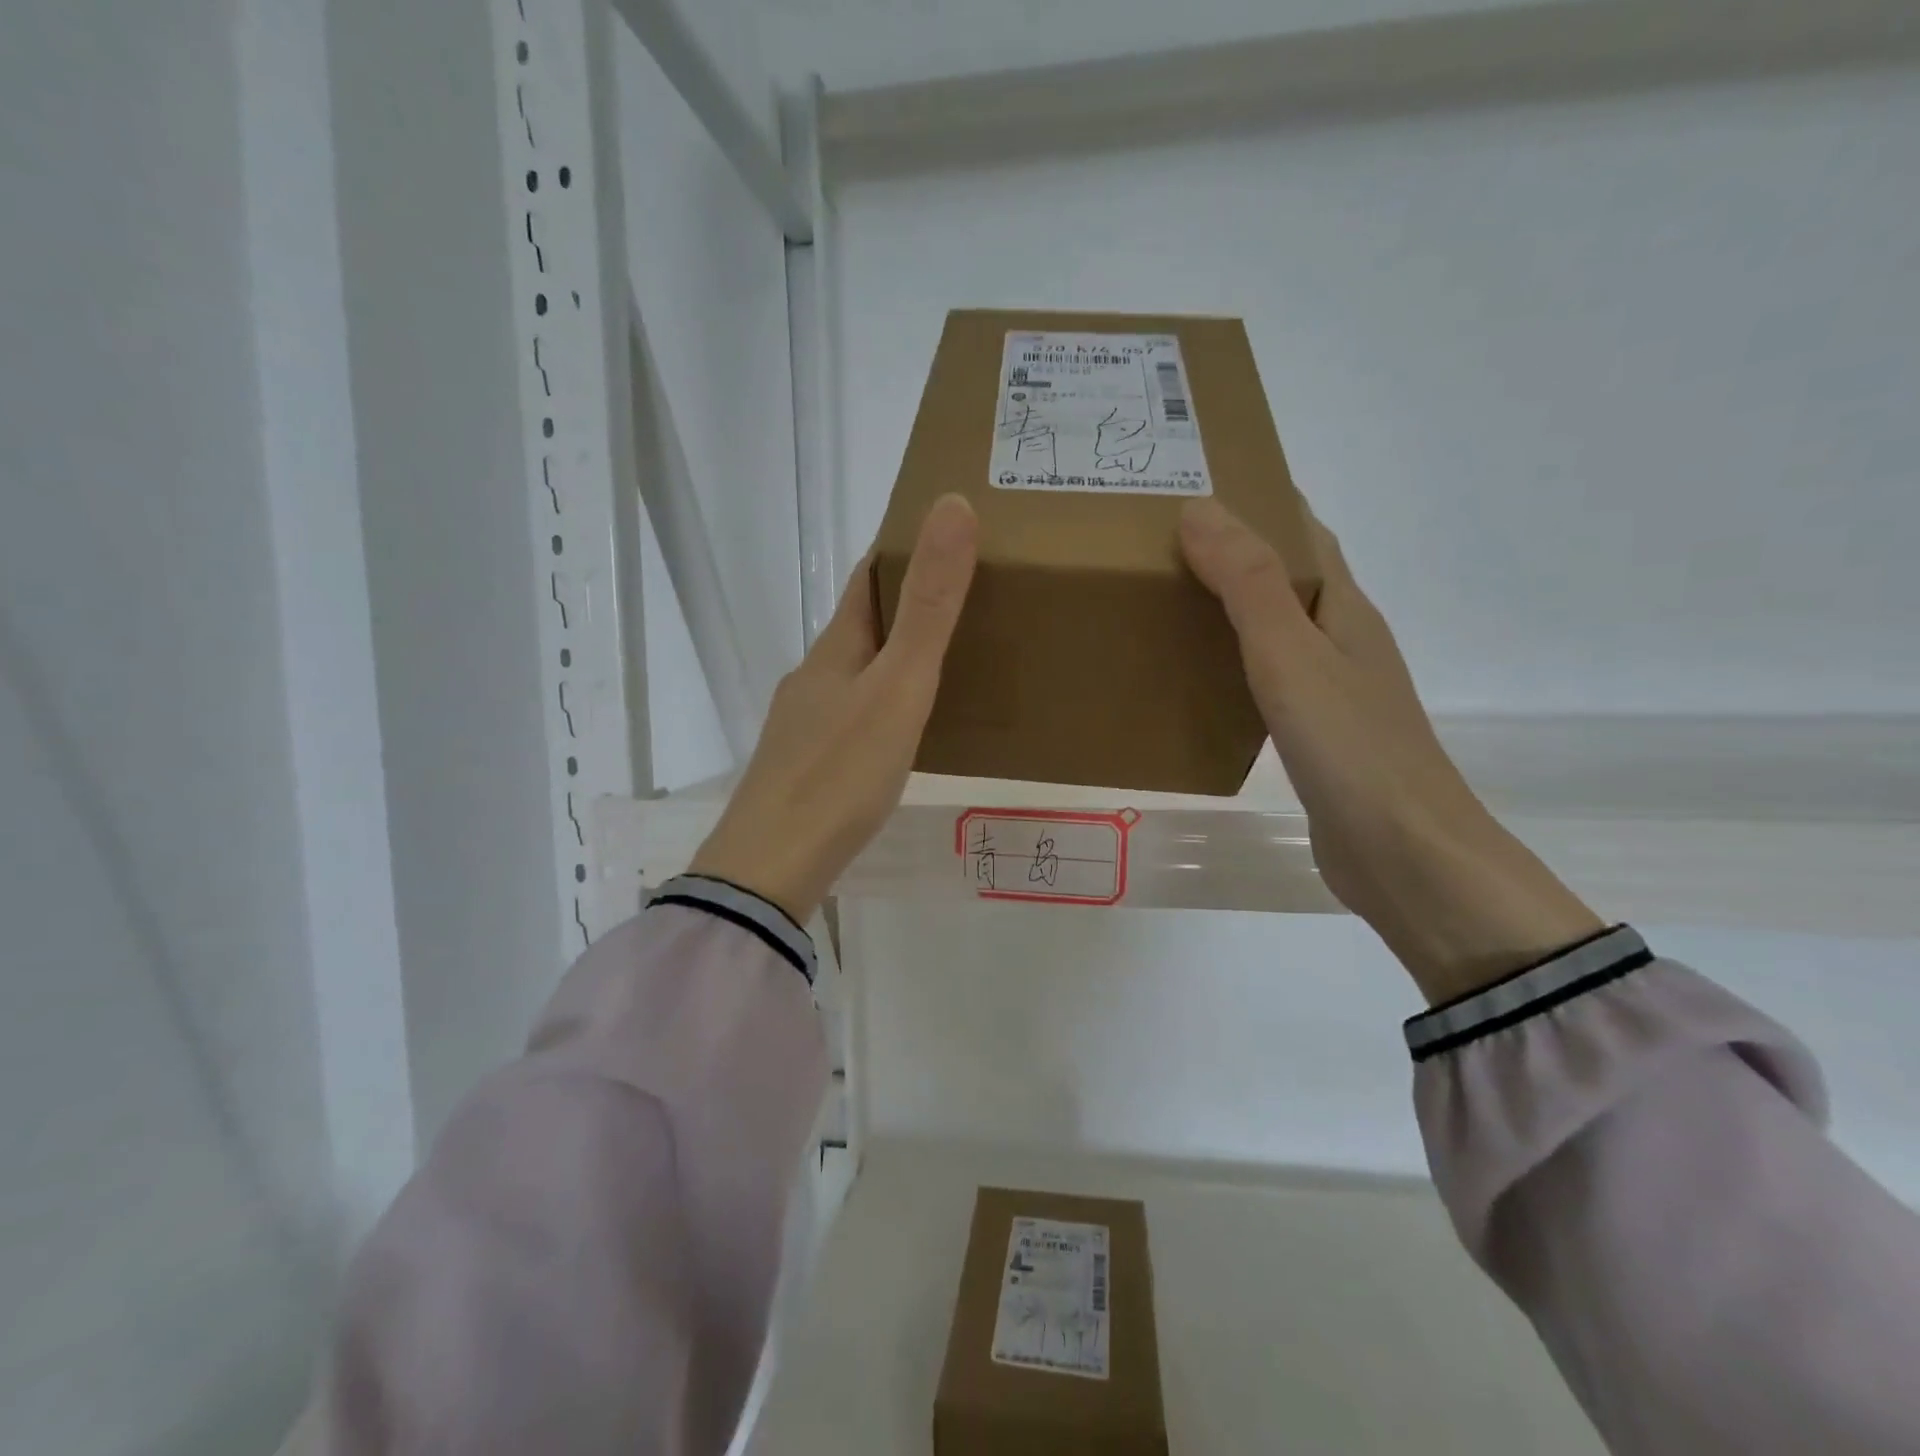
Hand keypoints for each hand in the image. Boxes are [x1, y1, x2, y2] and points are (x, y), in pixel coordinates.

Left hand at [688, 495, 978, 924]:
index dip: (903, 550)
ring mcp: (805, 723)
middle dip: (908, 605)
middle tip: (969, 601)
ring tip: (948, 664)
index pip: (867, 579)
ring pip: (857, 673)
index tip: (948, 536)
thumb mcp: (898, 686)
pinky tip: (903, 730)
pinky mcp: (806, 765)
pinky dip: (883, 704)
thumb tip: (951, 505)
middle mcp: (814, 676)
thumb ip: (929, 606)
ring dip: (895, 658)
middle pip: (862, 625)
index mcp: (836, 649)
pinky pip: (853, 715)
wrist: (772, 867)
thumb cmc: (840, 773)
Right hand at [1179, 498, 1601, 1003]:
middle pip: (1288, 579)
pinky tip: (1200, 680)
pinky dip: (1234, 664)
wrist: (1404, 855)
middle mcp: (1344, 641)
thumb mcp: (1290, 654)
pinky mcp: (1317, 737)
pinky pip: (1269, 681)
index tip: (1198, 486)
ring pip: (1277, 631)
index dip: (1259, 503)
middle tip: (1161, 546)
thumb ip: (1245, 584)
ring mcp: (1334, 692)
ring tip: (1168, 602)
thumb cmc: (1349, 746)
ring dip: (1232, 609)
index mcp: (1345, 609)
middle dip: (1235, 553)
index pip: (1303, 534)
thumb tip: (1199, 508)